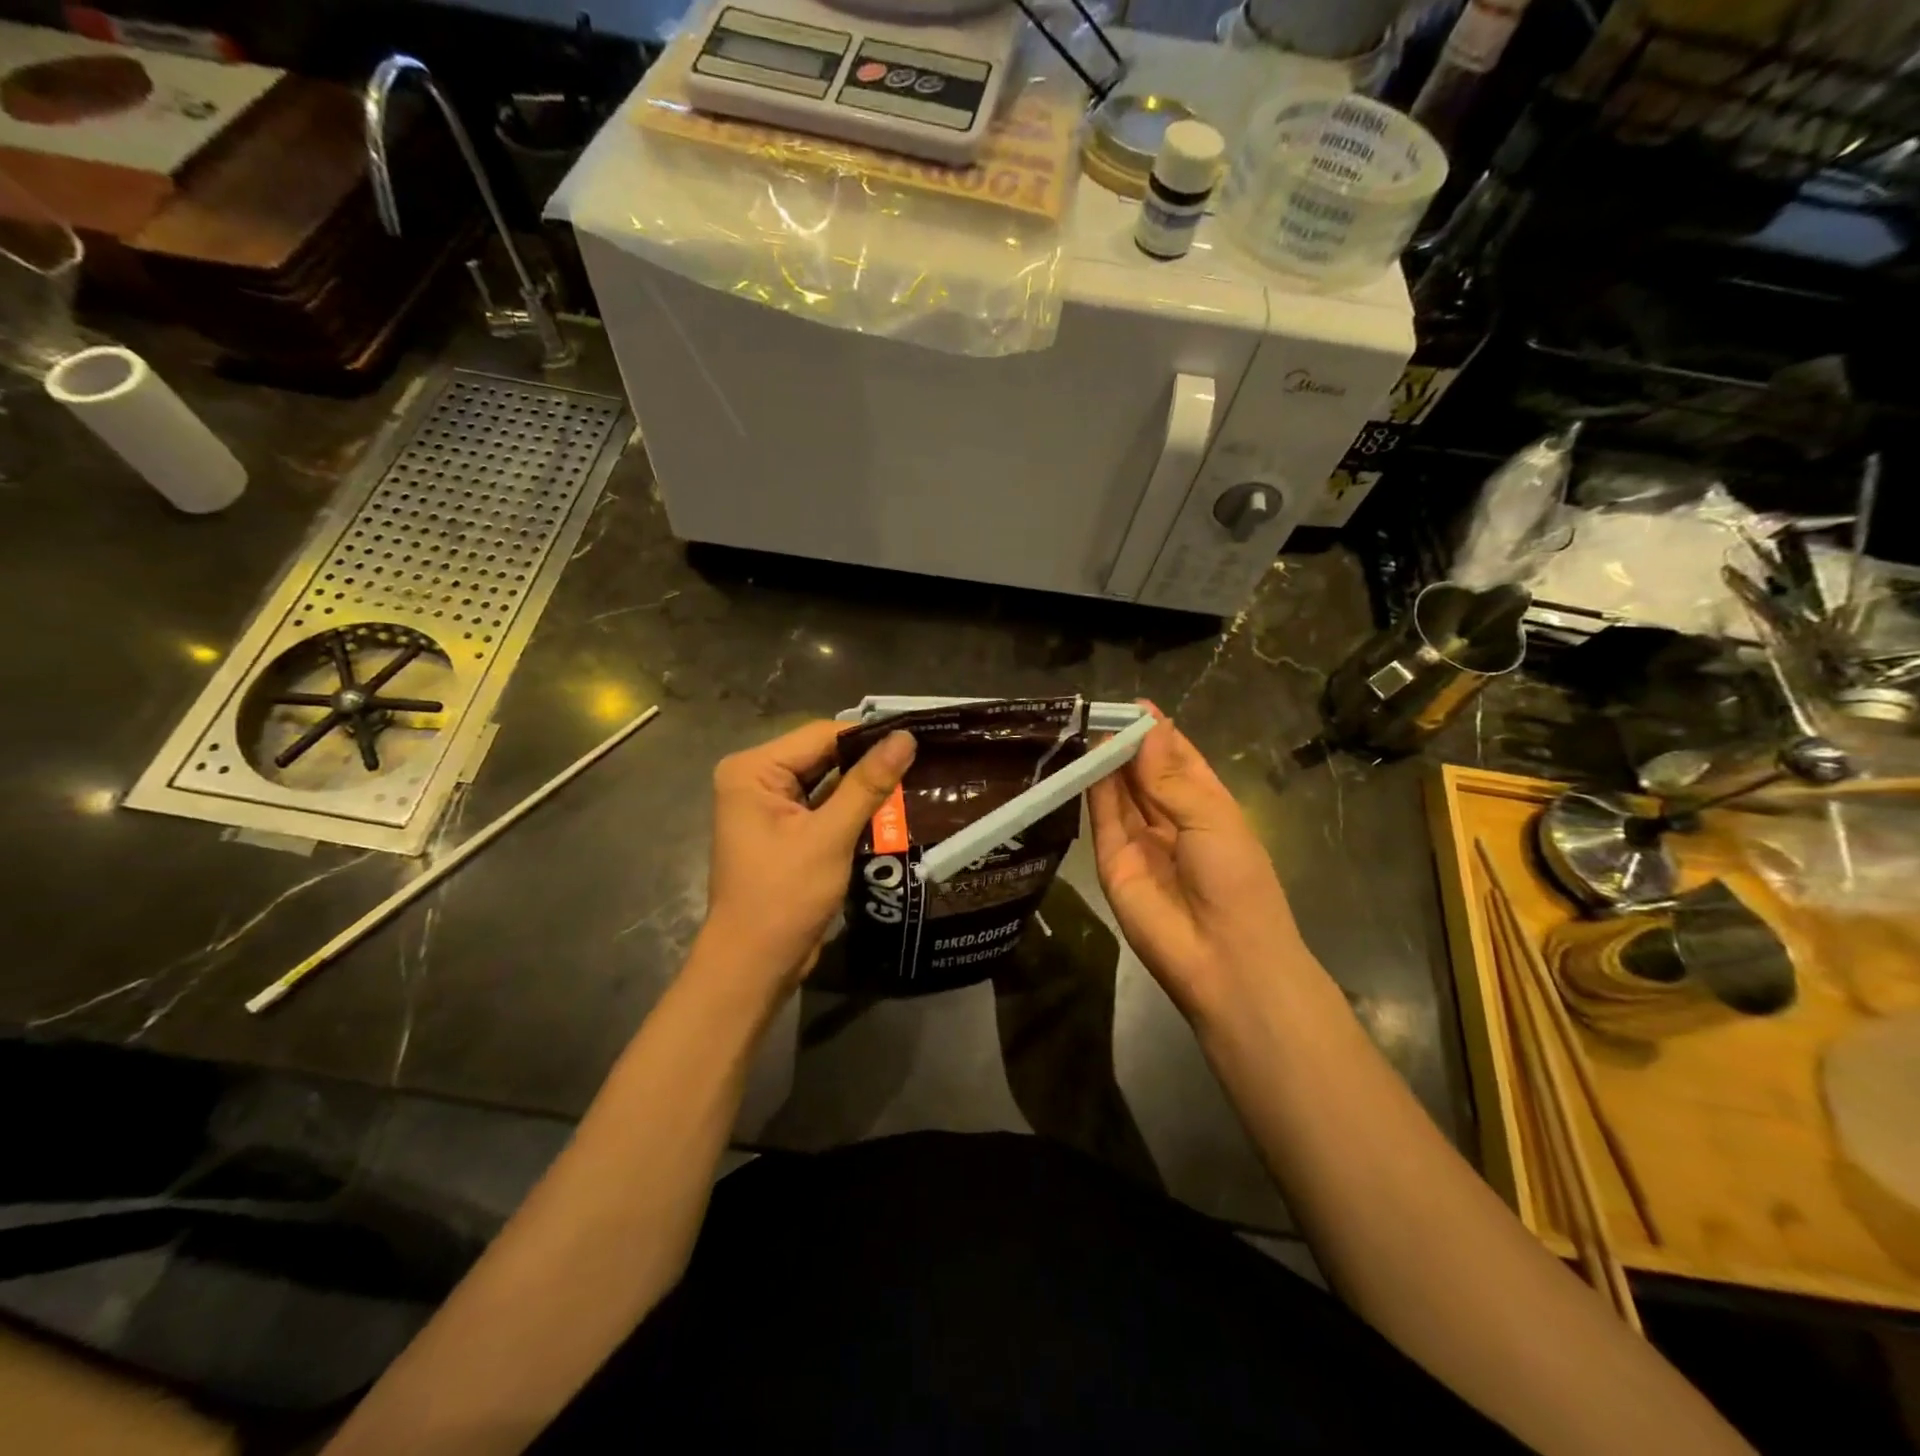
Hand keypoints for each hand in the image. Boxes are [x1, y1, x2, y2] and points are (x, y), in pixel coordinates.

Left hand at [700, 720, 915, 994]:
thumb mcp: (829, 836)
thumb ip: (868, 784)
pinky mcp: (784, 831)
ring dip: (865, 787)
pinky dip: (853, 808)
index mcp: (753, 770)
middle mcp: (756, 779)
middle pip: (823, 756)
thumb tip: (906, 738)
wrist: (754, 965)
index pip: (820, 735)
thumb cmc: (784, 897)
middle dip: (869, 762)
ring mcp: (769, 807)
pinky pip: (824, 807)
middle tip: (924, 759)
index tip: (917, 738)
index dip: (868, 736)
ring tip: (918, 778)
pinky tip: (893, 808)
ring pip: (828, 782)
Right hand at [1088, 704, 1306, 1023]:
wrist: (1223, 957)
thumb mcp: (1211, 817)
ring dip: (1107, 762)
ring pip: (1119, 793)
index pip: (1178, 760)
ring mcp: (1139, 841)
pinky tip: (1086, 760)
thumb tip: (1145, 730)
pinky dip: (1093, 789)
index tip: (1134, 704)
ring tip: (1089, 727)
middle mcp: (1170, 820)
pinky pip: (1102, 819)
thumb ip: (1170, 776)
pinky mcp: (1111, 862)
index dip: (1158, 733)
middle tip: (1101, 710)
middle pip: (1144, 773)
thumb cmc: (1235, 880)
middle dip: (1127, 743)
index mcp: (1207, 806)